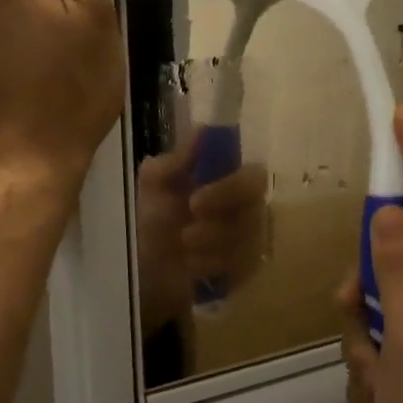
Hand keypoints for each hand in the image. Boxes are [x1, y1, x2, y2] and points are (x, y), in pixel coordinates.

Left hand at [134, 134, 269, 331]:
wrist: (146, 271)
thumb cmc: (152, 221)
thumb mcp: (153, 187)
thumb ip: (174, 161)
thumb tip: (201, 131)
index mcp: (227, 178)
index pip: (252, 175)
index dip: (229, 187)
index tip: (194, 201)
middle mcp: (248, 205)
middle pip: (256, 210)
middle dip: (218, 224)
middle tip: (185, 235)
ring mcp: (252, 238)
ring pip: (248, 241)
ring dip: (210, 246)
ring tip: (182, 249)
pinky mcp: (249, 268)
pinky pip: (243, 267)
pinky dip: (213, 267)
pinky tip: (192, 268)